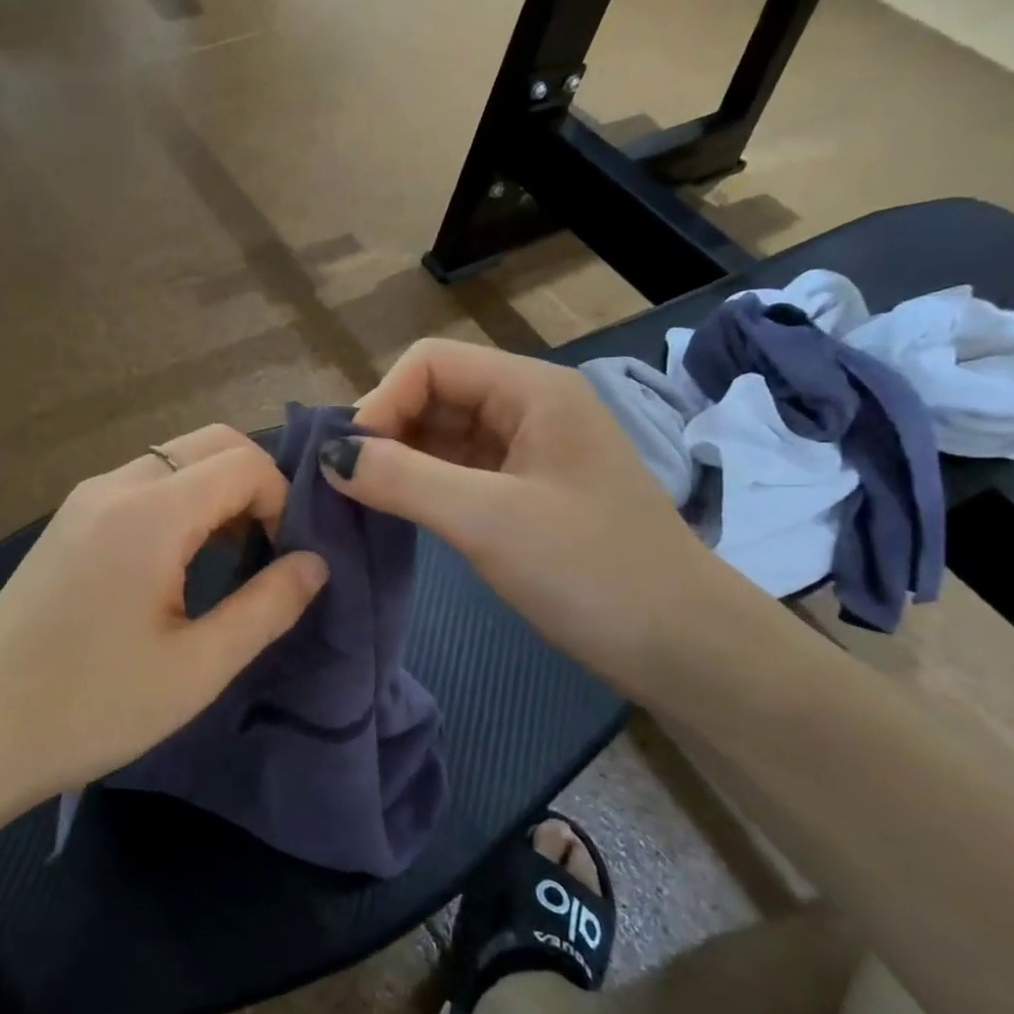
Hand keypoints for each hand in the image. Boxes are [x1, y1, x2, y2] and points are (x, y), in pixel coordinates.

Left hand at [0, 425, 329, 805]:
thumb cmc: (92, 707)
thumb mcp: (197, 667)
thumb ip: (267, 606)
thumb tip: (316, 563)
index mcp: (149, 513)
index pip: (243, 462)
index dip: (283, 499)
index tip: (285, 558)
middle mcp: (114, 486)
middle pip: (209, 443)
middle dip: (255, 482)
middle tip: (269, 548)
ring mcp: (83, 499)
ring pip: (173, 459)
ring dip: (215, 490)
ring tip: (231, 556)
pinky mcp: (67, 521)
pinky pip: (141, 484)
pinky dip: (179, 501)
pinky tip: (180, 559)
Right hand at [322, 339, 735, 698]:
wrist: (683, 649)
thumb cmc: (591, 571)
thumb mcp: (488, 520)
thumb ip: (403, 479)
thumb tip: (329, 456)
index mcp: (531, 390)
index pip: (429, 364)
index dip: (381, 402)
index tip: (350, 464)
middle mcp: (528, 407)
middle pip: (432, 394)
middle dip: (384, 433)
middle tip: (347, 488)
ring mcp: (527, 451)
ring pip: (441, 435)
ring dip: (397, 462)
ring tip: (360, 503)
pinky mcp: (524, 493)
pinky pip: (456, 471)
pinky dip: (420, 487)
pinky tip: (397, 514)